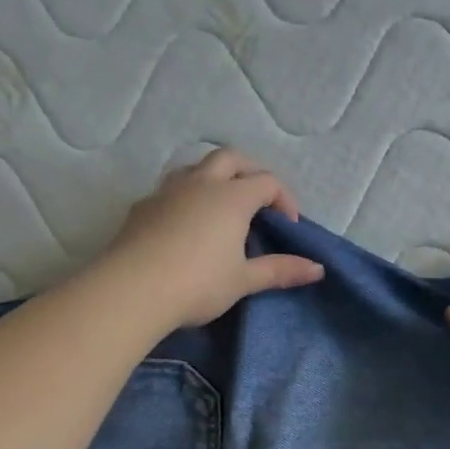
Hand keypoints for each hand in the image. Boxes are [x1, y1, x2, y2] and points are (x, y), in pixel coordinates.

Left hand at [97, 149, 325, 328]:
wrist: (132, 290)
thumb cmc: (198, 283)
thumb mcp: (244, 280)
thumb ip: (280, 270)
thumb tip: (318, 269)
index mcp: (232, 197)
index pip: (267, 181)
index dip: (284, 198)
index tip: (288, 226)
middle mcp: (201, 183)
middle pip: (231, 158)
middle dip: (250, 171)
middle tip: (258, 200)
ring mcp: (167, 191)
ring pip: (195, 167)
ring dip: (214, 177)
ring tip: (220, 205)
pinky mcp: (141, 206)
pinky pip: (169, 189)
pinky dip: (185, 196)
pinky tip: (183, 224)